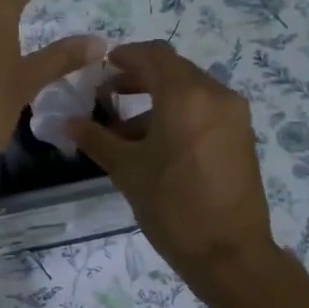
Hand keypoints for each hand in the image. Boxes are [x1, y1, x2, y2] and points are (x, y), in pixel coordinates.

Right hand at [67, 41, 278, 283]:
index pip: (152, 55)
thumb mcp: (127, 171)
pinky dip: (179, 116)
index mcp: (186, 95)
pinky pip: (205, 111)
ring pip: (190, 92)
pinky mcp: (241, 137)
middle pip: (173, 70)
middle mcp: (215, 94)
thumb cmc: (172, 206)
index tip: (102, 70)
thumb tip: (68, 122)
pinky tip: (157, 147)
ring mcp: (234, 116)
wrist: (228, 252)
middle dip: (139, 79)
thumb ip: (96, 139)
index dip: (125, 56)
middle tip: (109, 97)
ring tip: (127, 133)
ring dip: (157, 101)